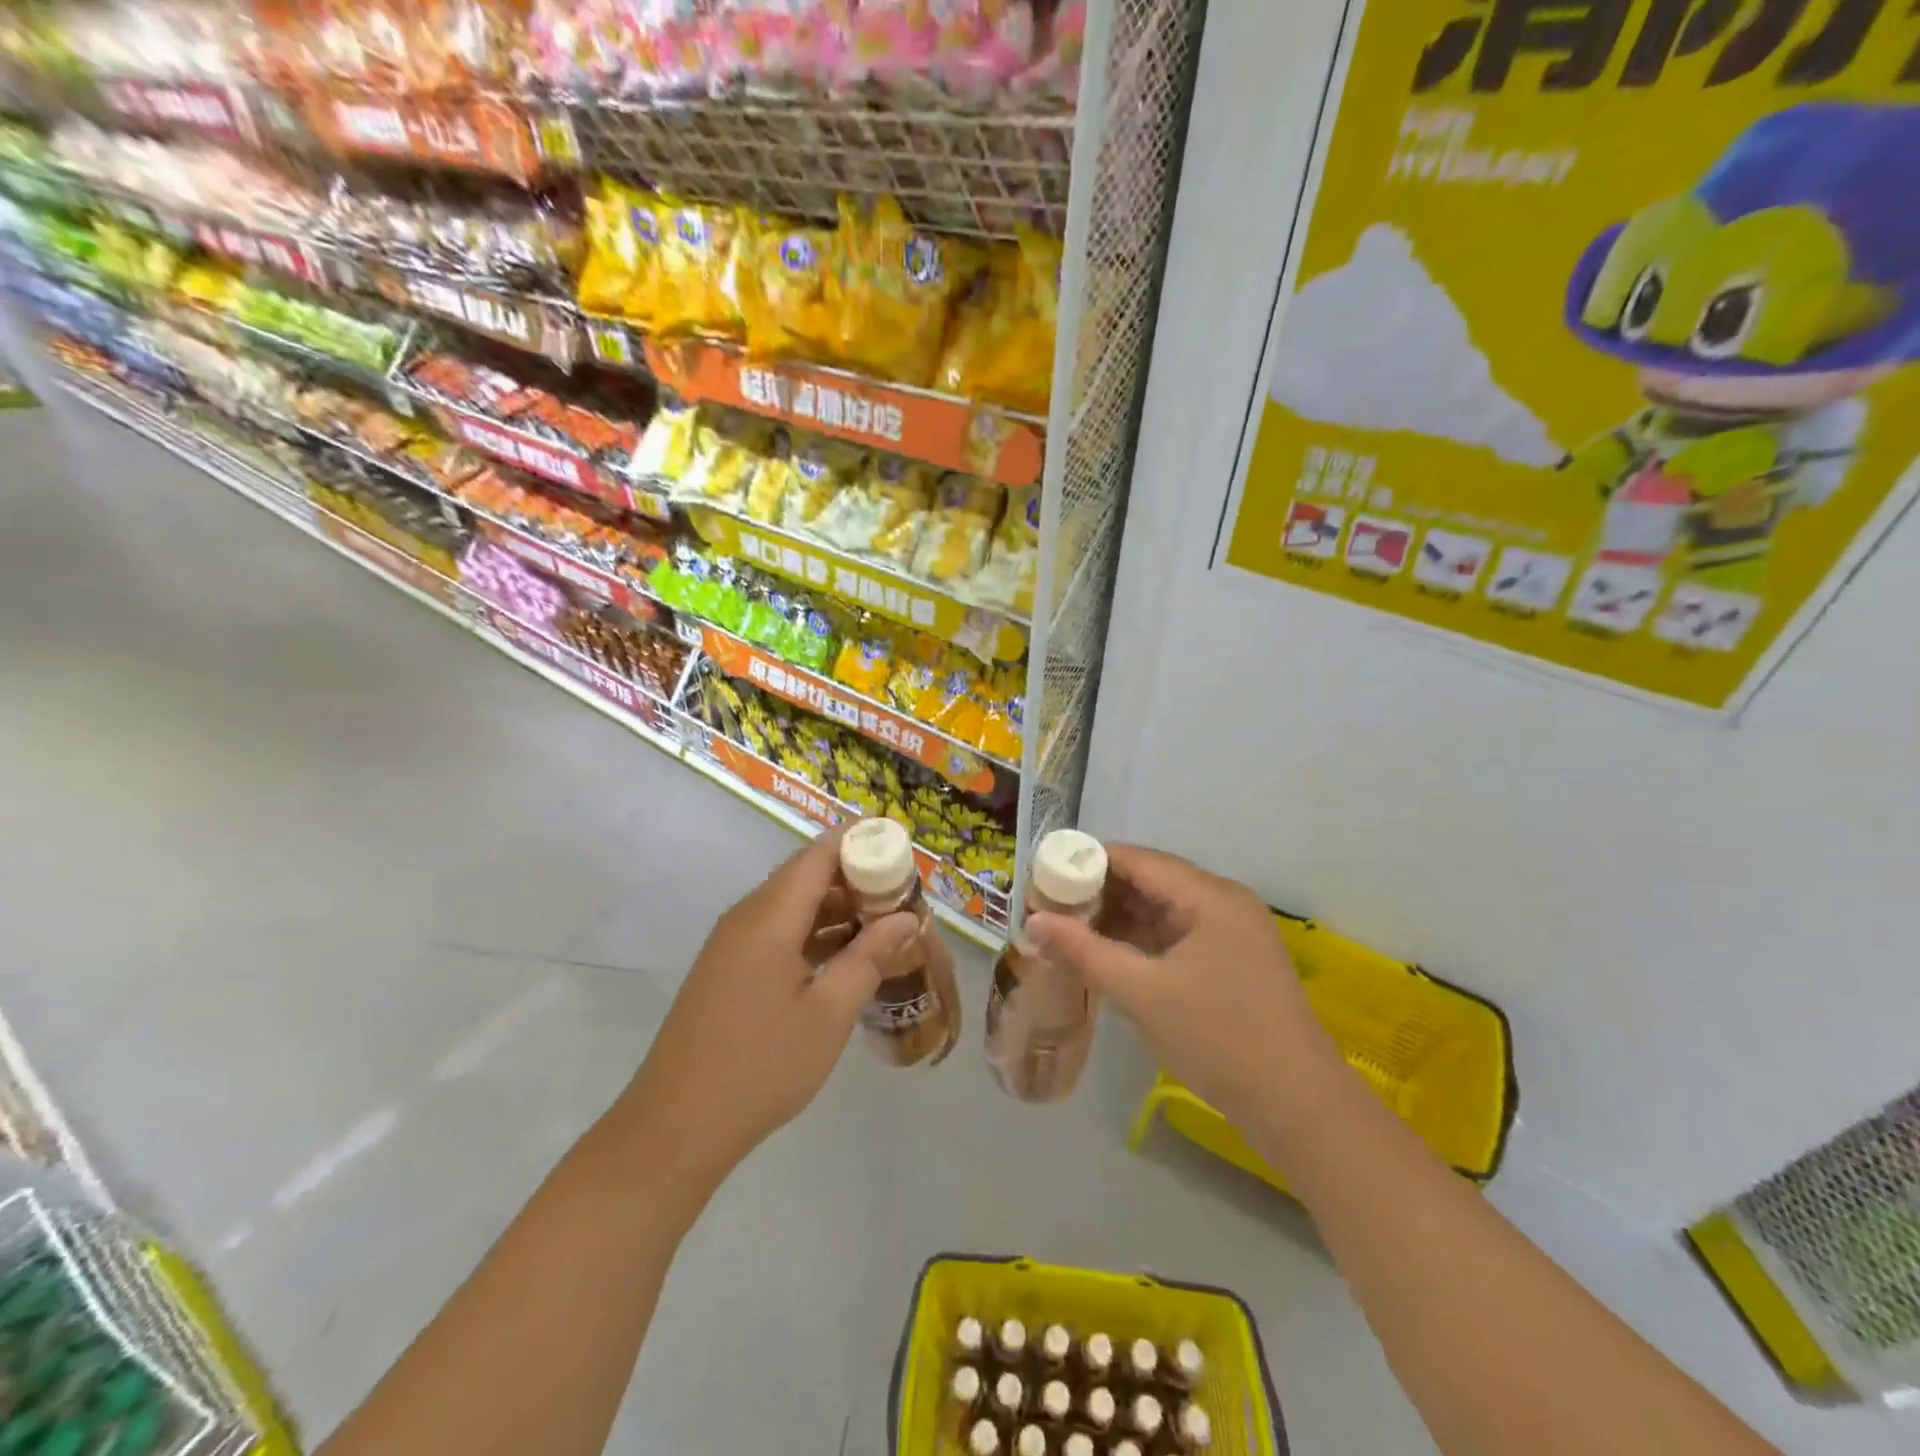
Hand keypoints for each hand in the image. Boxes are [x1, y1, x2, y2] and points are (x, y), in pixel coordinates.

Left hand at [619, 832, 915, 1192]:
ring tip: (883, 926)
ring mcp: (733, 943)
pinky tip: (845, 958)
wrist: (675, 1128)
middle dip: (856, 878)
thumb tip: (906, 919)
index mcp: (769, 917)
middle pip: (806, 874)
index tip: (901, 851)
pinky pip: (778, 930)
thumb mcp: (828, 1014)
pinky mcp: (729, 968)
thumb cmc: (760, 1067)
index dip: (861, 843)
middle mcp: (747, 917)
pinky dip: (814, 933)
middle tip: (902, 898)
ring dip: (837, 909)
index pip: (819, 854)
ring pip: (793, 904)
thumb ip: (869, 957)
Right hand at [1026, 846, 1341, 1126]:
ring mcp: (1232, 932)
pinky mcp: (1233, 961)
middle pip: (1150, 880)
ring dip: (1119, 918)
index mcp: (1209, 896)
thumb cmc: (1217, 1038)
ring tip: (1069, 931)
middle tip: (1049, 909)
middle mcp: (1223, 902)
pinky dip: (1142, 941)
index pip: (1137, 859)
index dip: (1087, 863)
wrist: (1298, 1107)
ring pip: (1163, 909)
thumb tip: (1033, 922)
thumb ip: (1084, 951)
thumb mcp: (1142, 993)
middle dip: (1099, 893)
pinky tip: (1109, 954)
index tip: (1044, 878)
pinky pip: (1178, 935)